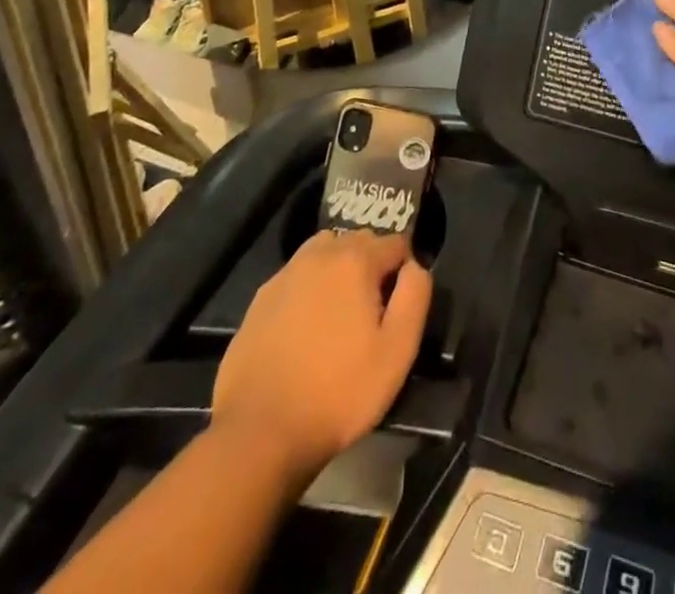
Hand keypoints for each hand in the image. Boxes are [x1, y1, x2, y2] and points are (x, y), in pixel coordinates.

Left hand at [209, 229, 431, 477]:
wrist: (259, 433)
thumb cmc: (338, 392)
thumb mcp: (397, 351)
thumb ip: (415, 296)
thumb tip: (414, 266)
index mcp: (355, 261)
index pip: (396, 242)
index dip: (405, 269)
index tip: (401, 305)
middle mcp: (319, 255)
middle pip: (359, 241)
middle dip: (372, 265)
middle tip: (373, 312)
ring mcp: (285, 275)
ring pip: (324, 252)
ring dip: (339, 269)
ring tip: (340, 313)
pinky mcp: (260, 300)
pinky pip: (296, 277)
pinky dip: (309, 289)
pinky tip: (306, 329)